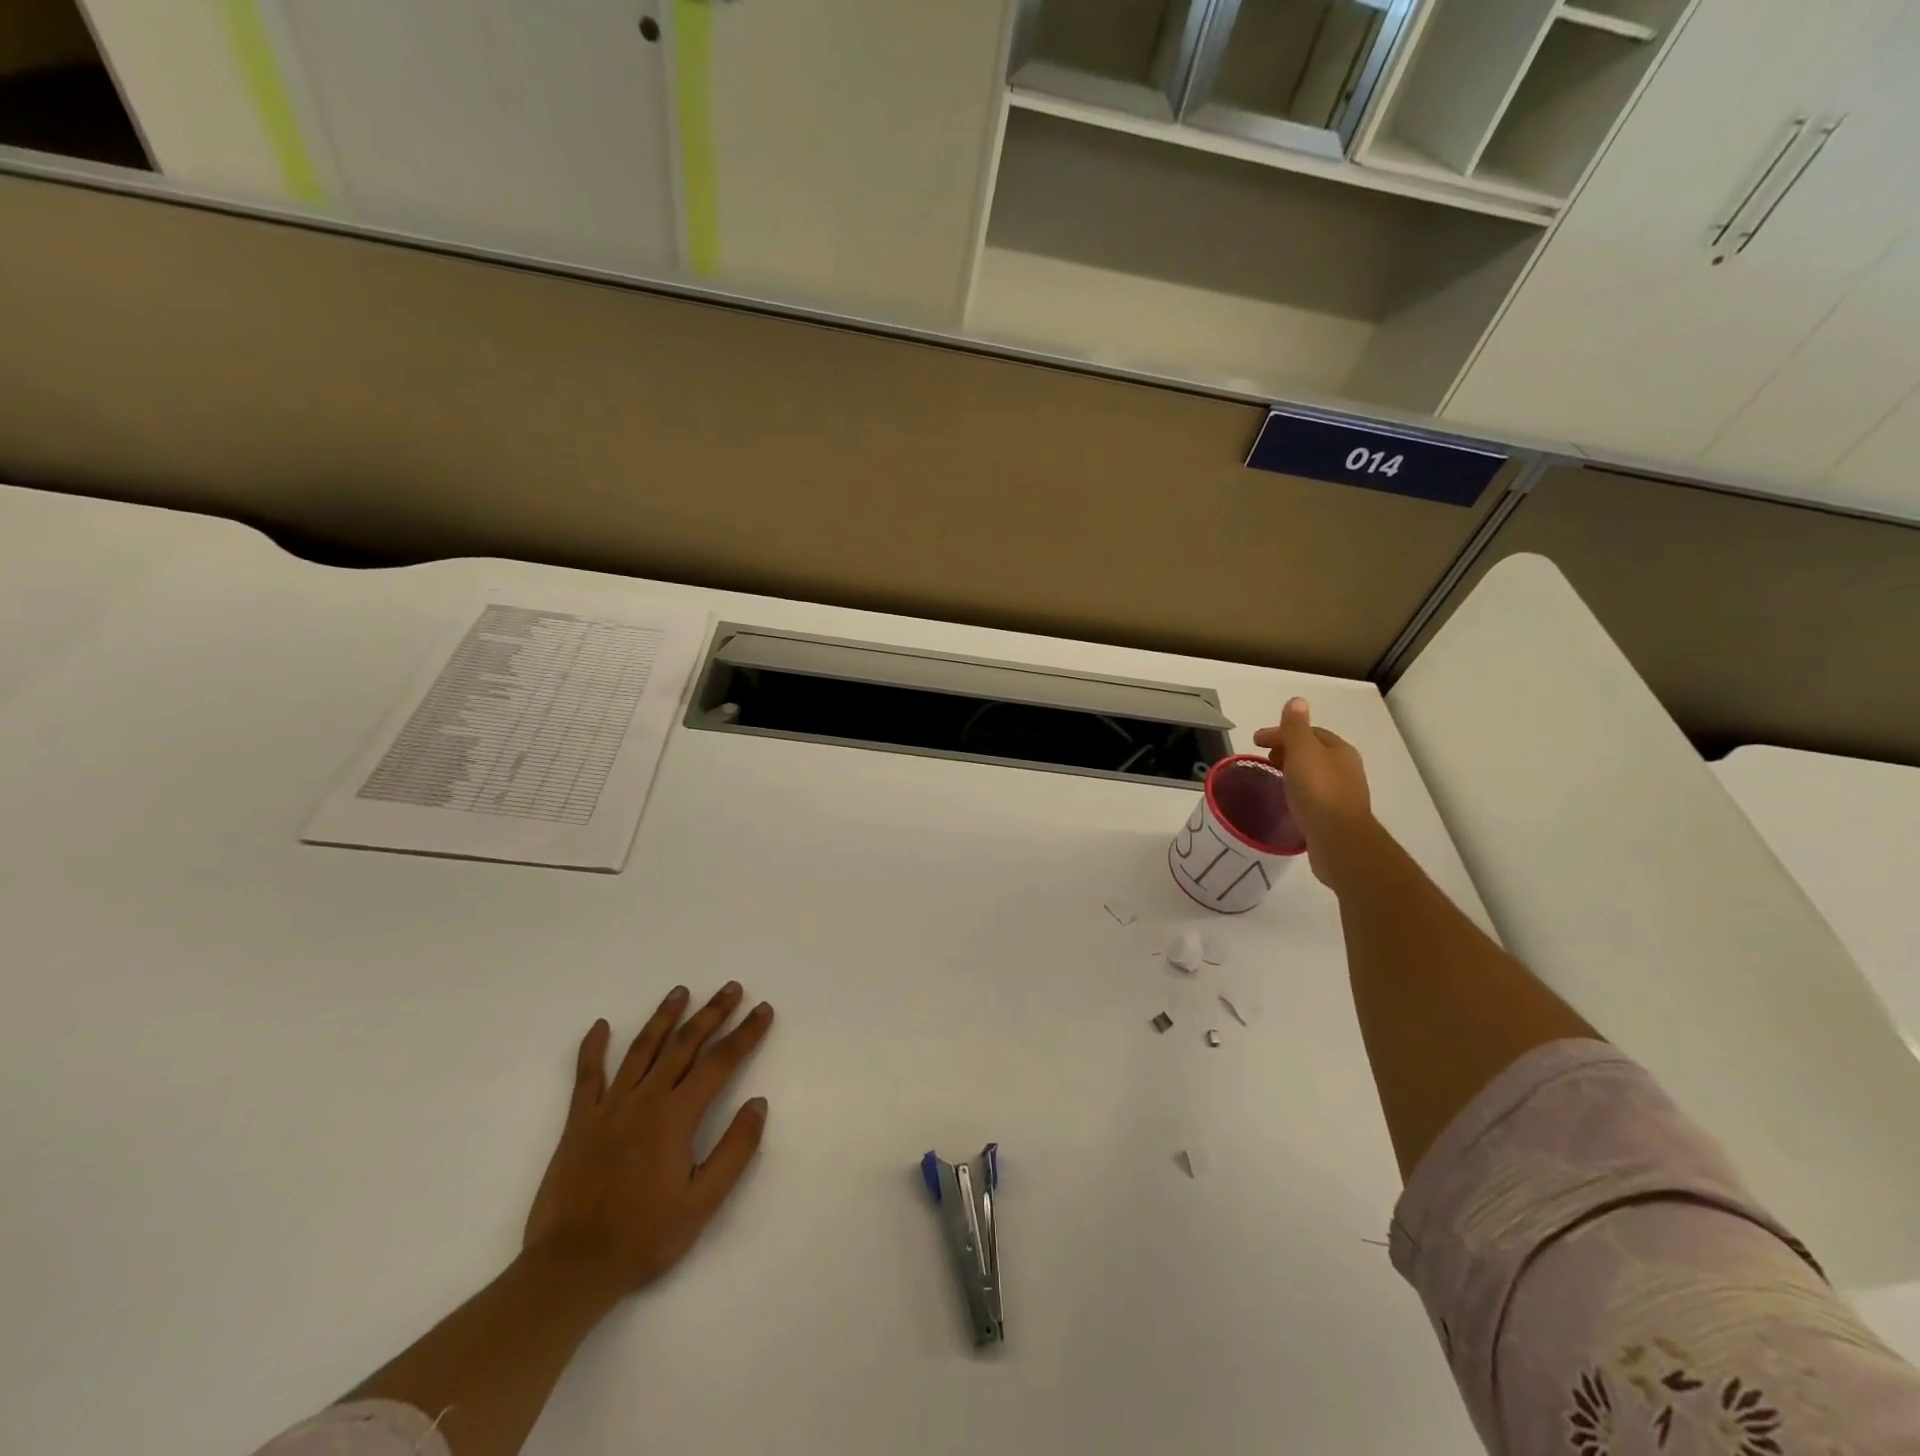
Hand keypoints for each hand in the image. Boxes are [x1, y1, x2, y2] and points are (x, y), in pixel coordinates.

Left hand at [523, 982, 773, 1301]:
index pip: (720, 1062)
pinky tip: (600, 1026)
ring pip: (642, 1048)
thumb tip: (758, 1103)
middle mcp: (645, 1099)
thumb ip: (735, 1150)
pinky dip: (593, 1048)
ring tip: (681, 991)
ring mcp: (609, 1107)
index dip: (745, 1033)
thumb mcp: (703, 1203)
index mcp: (677, 1116)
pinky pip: (587, 1075)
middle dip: (712, 1013)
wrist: (571, 1267)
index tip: (763, 1009)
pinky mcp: (579, 1122)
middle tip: (731, 988)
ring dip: (665, 1017)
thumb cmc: (644, 1237)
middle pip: (685, 1044)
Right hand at [1252, 697, 1372, 886]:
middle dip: (1288, 750)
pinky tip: (1286, 801)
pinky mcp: (1336, 816)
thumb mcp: (1303, 752)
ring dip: (1293, 771)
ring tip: (1272, 778)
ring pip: (1314, 774)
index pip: (1309, 732)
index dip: (1282, 732)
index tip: (1255, 741)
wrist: (1338, 840)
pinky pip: (1314, 795)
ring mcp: (1343, 794)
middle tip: (1264, 758)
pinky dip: (1298, 790)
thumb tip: (1297, 701)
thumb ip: (1296, 727)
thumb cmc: (1318, 791)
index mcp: (1339, 750)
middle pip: (1313, 752)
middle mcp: (1346, 769)